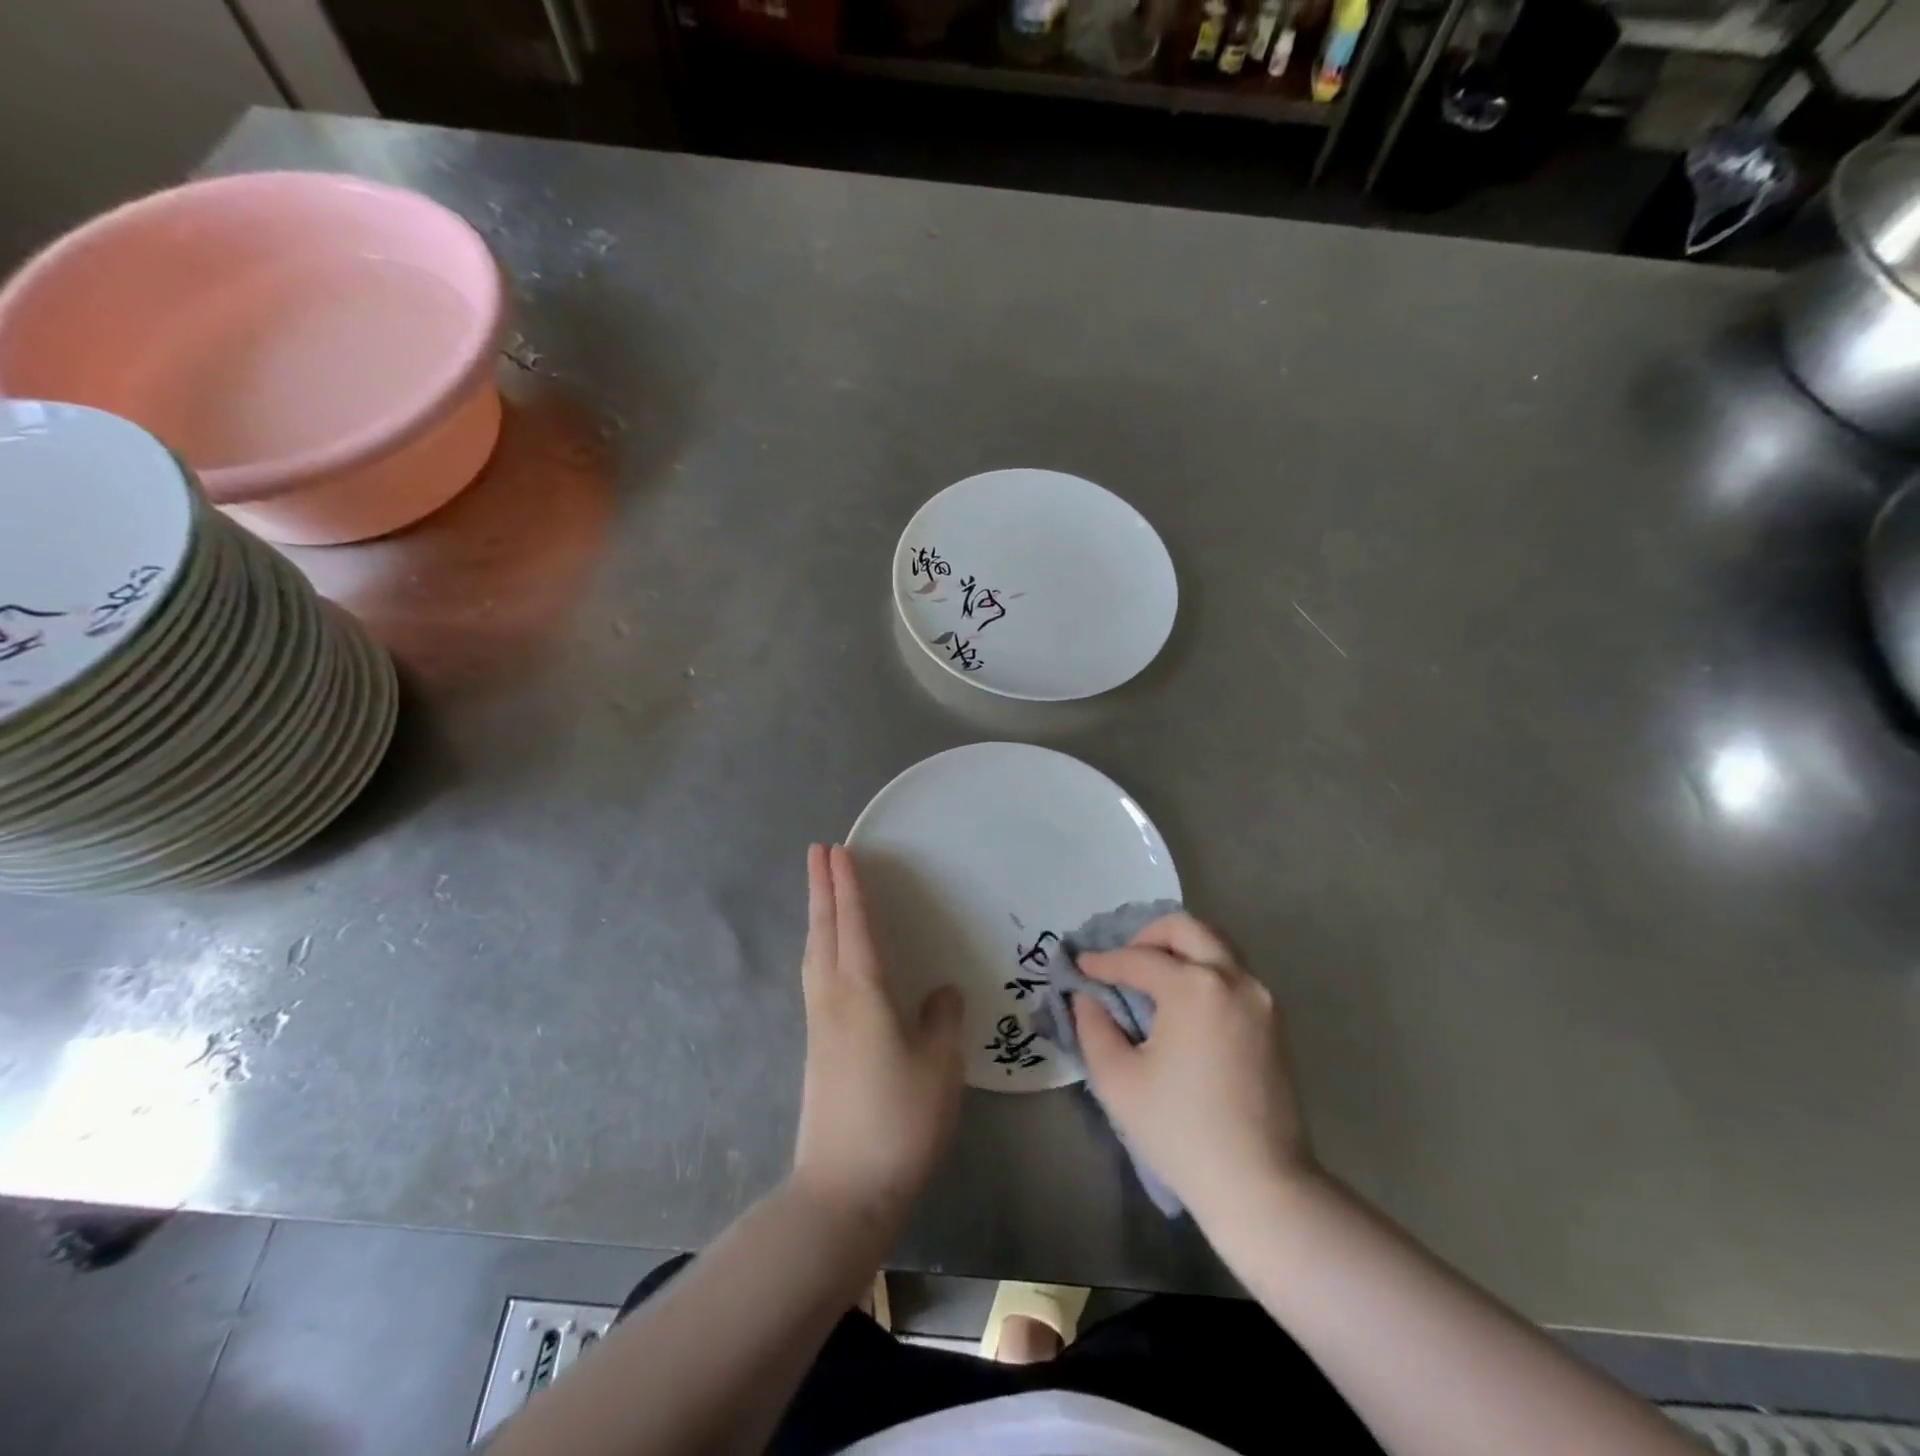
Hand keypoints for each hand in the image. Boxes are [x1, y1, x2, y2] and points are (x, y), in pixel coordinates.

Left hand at [791, 844, 964, 1229]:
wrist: (844, 1190)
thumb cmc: (900, 1120)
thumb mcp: (939, 1066)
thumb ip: (943, 1019)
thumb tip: (941, 992)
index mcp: (862, 993)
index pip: (854, 924)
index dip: (848, 885)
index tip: (838, 849)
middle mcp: (833, 999)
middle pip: (824, 930)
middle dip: (821, 888)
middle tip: (818, 852)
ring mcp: (820, 1024)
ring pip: (815, 953)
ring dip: (818, 916)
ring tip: (821, 892)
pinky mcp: (817, 1048)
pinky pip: (816, 977)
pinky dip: (820, 948)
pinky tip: (828, 958)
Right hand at [1074, 914, 1316, 1225]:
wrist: (1260, 1185)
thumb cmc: (1180, 1131)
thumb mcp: (1117, 1079)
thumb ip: (1093, 1026)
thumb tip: (1087, 996)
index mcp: (1194, 987)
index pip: (1137, 959)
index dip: (1103, 962)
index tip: (1079, 967)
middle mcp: (1232, 977)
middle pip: (1186, 928)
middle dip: (1146, 936)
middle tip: (1121, 962)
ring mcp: (1260, 996)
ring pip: (1214, 945)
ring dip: (1178, 949)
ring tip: (1149, 978)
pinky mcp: (1273, 1019)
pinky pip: (1231, 972)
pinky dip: (1202, 969)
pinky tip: (1180, 1000)